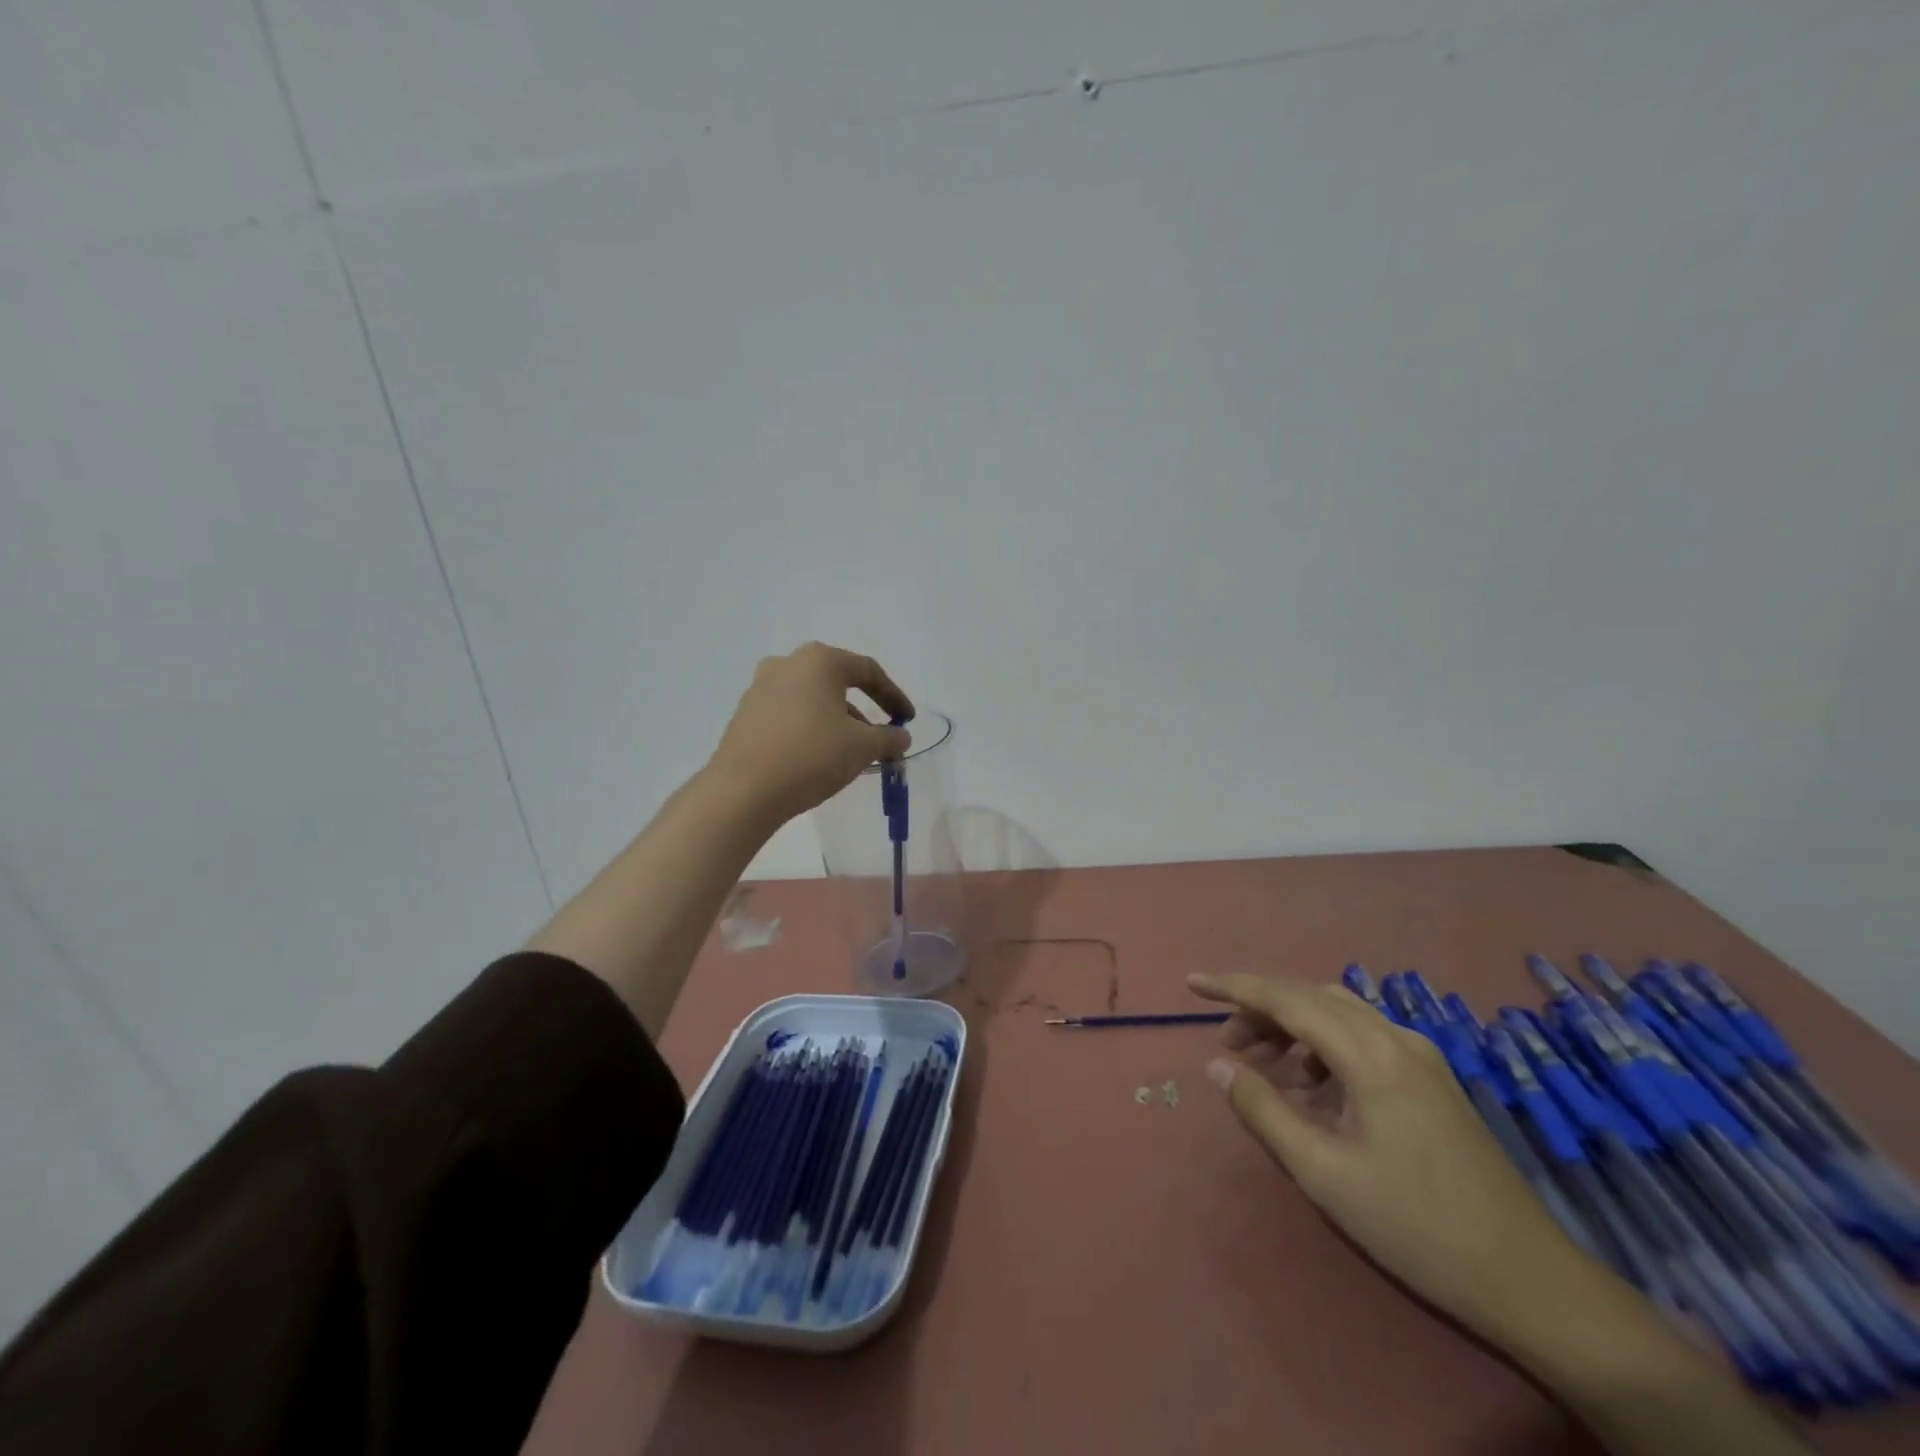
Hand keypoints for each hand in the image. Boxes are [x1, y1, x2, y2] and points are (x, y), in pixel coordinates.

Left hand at [705, 642, 914, 826]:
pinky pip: (790, 714)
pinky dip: (811, 728)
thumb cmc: (811, 756)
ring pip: (812, 699)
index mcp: (819, 661)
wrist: (743, 791)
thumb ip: (889, 738)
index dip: (894, 696)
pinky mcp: (746, 714)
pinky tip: (819, 755)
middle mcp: (788, 664)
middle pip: (837, 682)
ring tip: (852, 752)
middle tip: (880, 735)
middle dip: (864, 709)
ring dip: (837, 721)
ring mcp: (761, 687)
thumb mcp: (862, 747)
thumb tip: (901, 737)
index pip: (868, 671)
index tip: (907, 721)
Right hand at [1188, 972, 1591, 1345]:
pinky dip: (1323, 1047)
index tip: (1191, 983)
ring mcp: (1420, 1057)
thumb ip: (1264, 1110)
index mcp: (1371, 1055)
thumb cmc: (1416, 1226)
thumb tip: (1218, 1064)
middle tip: (1227, 1045)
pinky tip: (1311, 1089)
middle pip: (1312, 997)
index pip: (1287, 997)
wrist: (1529, 1281)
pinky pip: (1362, 1039)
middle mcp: (1397, 1039)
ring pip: (1338, 1014)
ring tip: (1262, 1067)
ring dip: (1292, 1026)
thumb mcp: (1324, 1172)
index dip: (1234, 986)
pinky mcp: (1432, 1080)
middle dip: (1261, 1009)